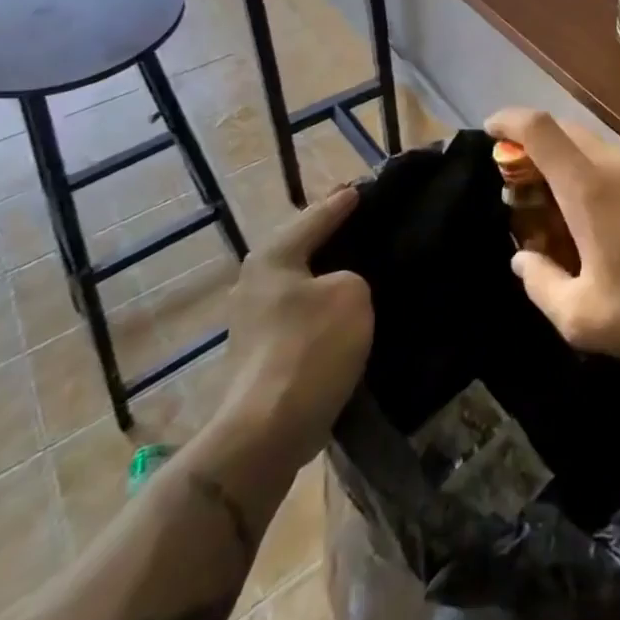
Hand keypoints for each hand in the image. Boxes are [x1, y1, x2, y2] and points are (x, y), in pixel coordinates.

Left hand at [211, 186, 372, 467]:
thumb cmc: (310, 349)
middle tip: (366, 222)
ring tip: (362, 264)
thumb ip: (353, 275)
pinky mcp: (260, 351)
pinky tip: (344, 309)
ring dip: (327, 273)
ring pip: (300, 280)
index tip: (366, 187)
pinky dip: (321, 304)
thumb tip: (339, 286)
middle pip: (303, 245)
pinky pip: (299, 311)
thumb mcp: (351, 295)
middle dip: (332, 234)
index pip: (318, 215)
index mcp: (274, 254)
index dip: (345, 201)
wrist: (266, 432)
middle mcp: (256, 279)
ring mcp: (252, 318)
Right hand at [484, 108, 619, 360]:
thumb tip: (522, 260)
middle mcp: (619, 164)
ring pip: (601, 147)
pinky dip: (609, 175)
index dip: (509, 120)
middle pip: (568, 131)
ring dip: (575, 161)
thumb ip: (541, 284)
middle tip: (526, 179)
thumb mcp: (581, 318)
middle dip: (538, 144)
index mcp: (588, 187)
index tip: (491, 130)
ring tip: (571, 203)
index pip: (539, 128)